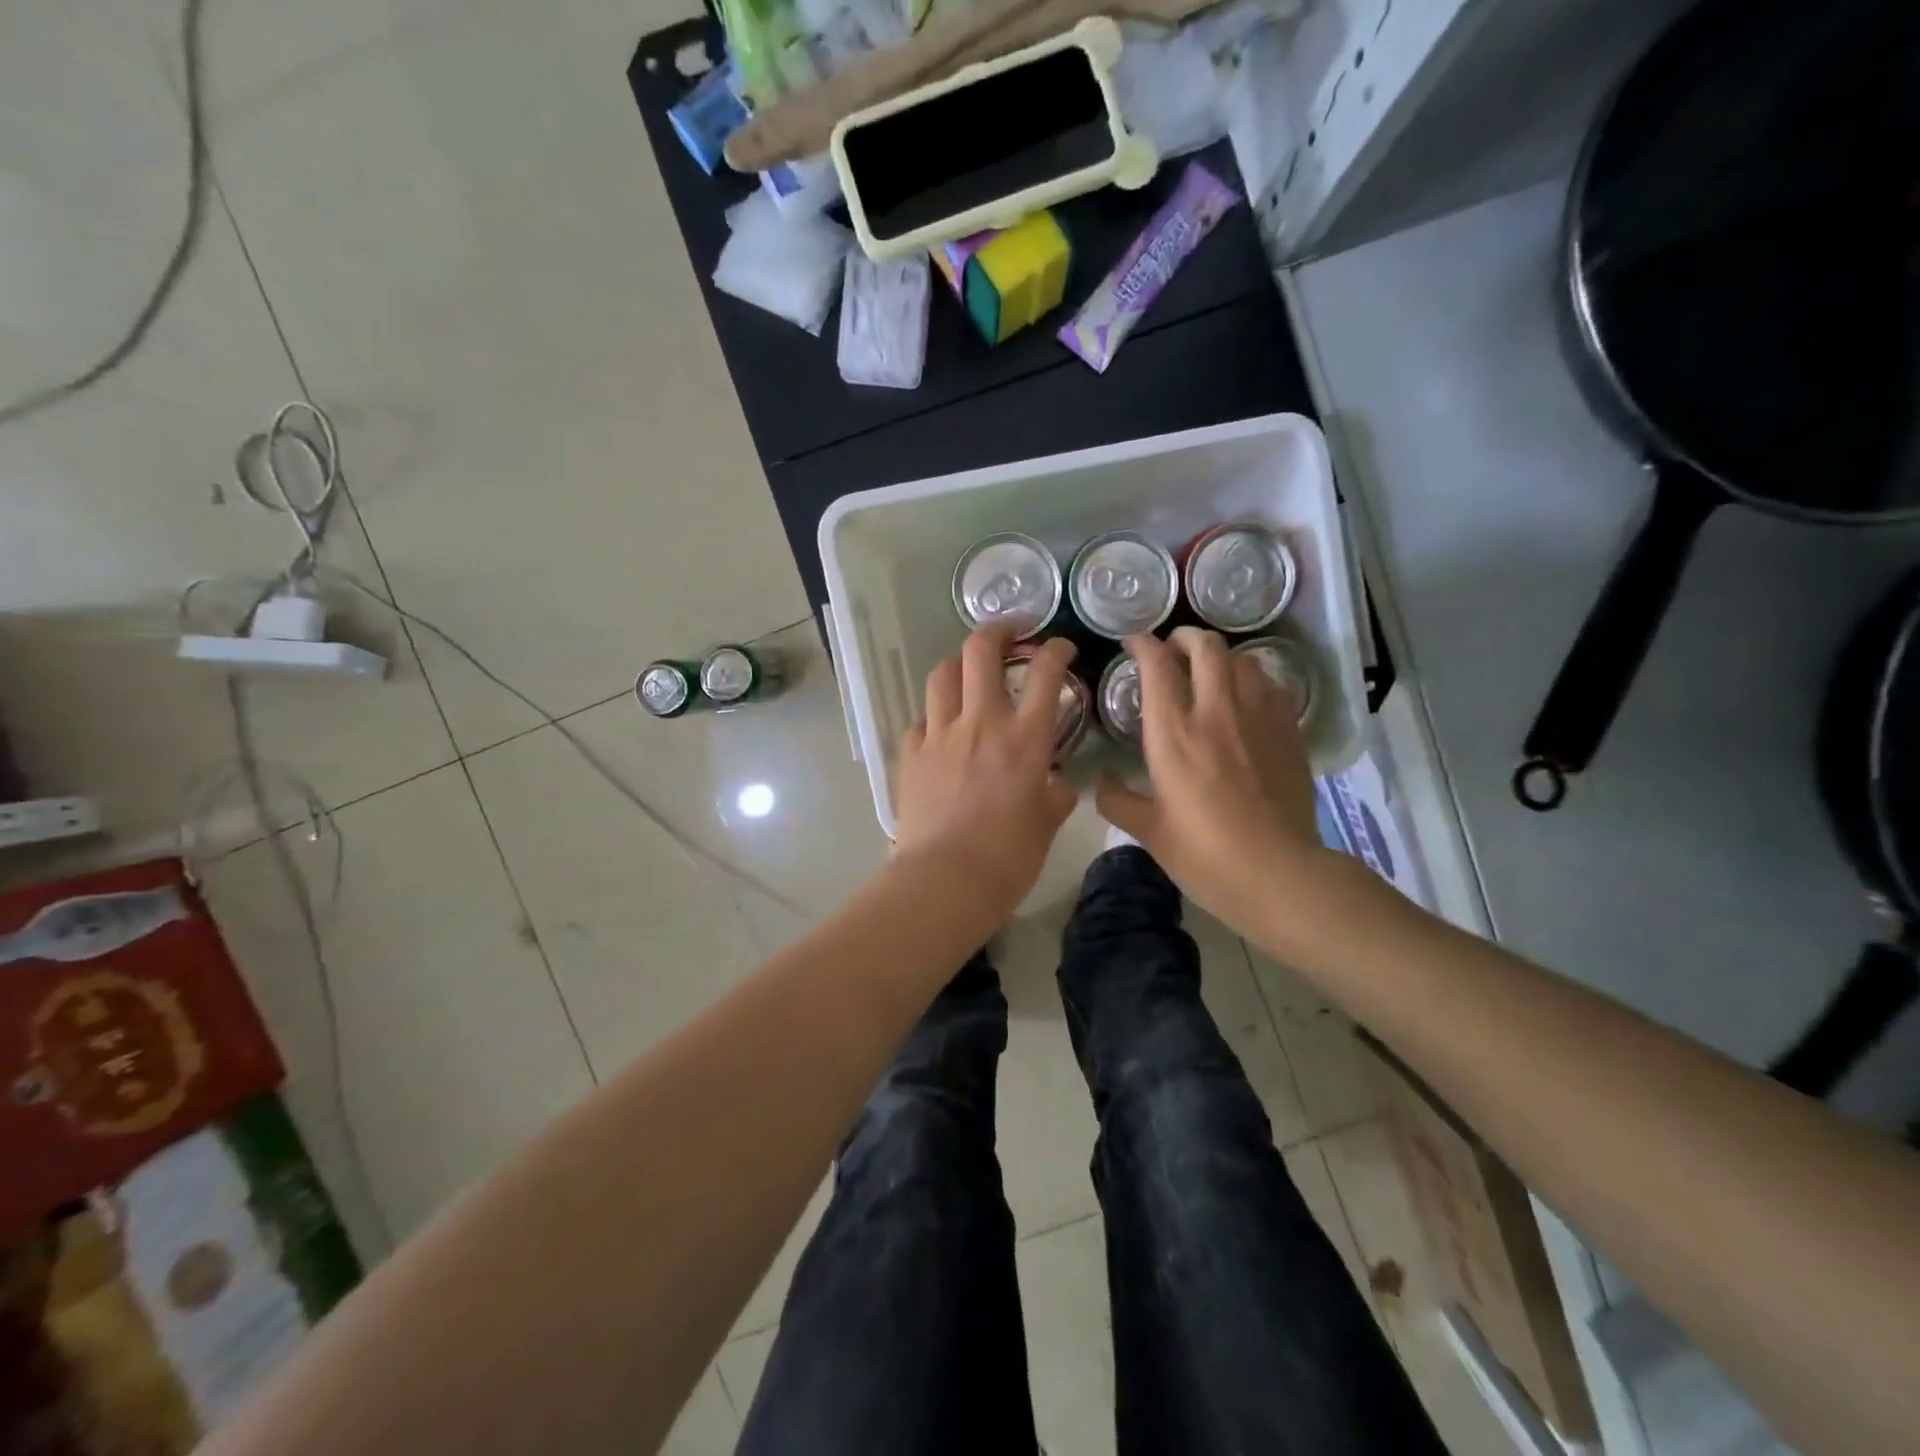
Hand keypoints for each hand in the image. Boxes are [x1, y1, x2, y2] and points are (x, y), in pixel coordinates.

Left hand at [893, 627, 1078, 915]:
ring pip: (942, 675)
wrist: (945, 880)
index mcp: (1024, 738)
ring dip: (959, 665)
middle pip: (981, 651)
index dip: (1056, 650)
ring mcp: (939, 735)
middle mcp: (981, 723)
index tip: (1060, 648)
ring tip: (968, 673)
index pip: (1045, 673)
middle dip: (997, 630)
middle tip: (1009, 633)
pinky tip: (941, 732)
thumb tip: (1057, 783)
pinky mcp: (910, 754)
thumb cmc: (1008, 858)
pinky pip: (921, 720)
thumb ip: (1055, 795)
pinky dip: (934, 717)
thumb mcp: (1047, 825)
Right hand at [1096, 628, 1335, 935]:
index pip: (1158, 665)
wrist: (1278, 874)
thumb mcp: (1148, 832)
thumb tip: (1101, 781)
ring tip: (1210, 670)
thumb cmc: (1204, 854)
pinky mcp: (1289, 732)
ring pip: (1243, 659)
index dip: (1143, 645)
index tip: (1133, 645)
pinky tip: (1247, 698)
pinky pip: (1272, 685)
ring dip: (1222, 657)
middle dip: (1185, 638)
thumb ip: (1117, 800)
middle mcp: (1217, 712)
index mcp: (1174, 733)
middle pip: (1206, 647)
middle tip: (1173, 649)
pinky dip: (1254, 679)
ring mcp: (1259, 718)